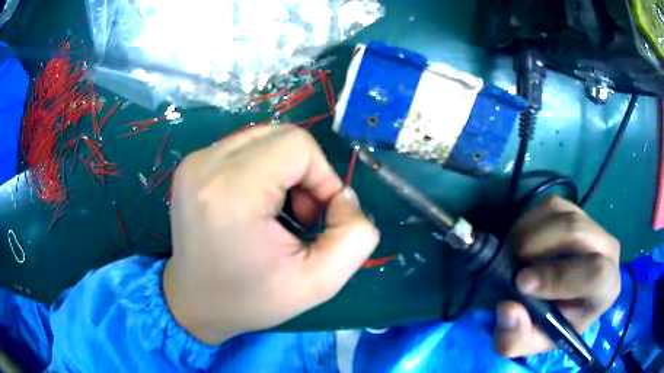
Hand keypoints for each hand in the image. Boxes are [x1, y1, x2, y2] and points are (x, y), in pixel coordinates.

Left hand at [163, 125, 378, 343]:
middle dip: (305, 172)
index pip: (297, 144)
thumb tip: (344, 195)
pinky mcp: (191, 165)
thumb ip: (355, 237)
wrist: (195, 303)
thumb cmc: (251, 299)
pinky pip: (244, 147)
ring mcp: (194, 161)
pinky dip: (262, 169)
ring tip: (277, 212)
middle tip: (300, 215)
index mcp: (232, 191)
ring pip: (264, 138)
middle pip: (282, 135)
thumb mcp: (319, 282)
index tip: (318, 216)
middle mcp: (206, 164)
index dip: (323, 175)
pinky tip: (255, 203)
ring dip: (284, 170)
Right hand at [493, 196, 620, 356]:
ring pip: (563, 215)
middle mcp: (608, 250)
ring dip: (530, 233)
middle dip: (539, 246)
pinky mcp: (575, 210)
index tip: (521, 283)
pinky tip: (522, 242)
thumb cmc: (552, 325)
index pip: (595, 273)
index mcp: (607, 288)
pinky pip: (552, 205)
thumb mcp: (530, 343)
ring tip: (513, 255)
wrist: (560, 301)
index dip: (559, 277)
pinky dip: (529, 221)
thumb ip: (516, 338)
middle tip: (512, 264)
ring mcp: (593, 225)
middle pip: (578, 233)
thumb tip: (509, 307)